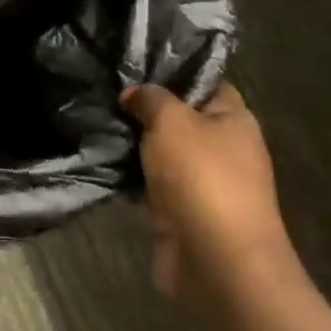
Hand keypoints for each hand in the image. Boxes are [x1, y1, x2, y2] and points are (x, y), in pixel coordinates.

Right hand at [123, 82, 293, 301]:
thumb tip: (133, 95)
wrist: (217, 262)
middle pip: (180, 119)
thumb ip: (150, 98)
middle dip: (145, 111)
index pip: (204, 83)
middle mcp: (225, 149)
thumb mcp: (171, 120)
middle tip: (107, 96)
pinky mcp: (184, 214)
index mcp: (234, 119)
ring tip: (97, 125)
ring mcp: (205, 184)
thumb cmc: (202, 178)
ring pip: (162, 154)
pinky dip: (132, 180)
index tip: (134, 67)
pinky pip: (153, 187)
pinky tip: (102, 164)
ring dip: (135, 147)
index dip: (172, 74)